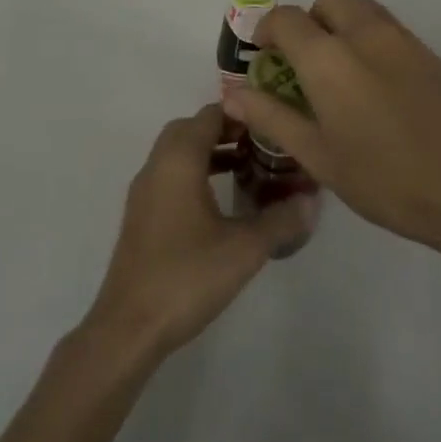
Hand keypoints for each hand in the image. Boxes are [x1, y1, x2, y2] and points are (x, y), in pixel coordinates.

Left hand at [81, 104, 313, 360]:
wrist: (129, 327)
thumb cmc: (187, 276)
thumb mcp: (244, 248)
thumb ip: (281, 219)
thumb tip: (311, 200)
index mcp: (179, 160)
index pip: (210, 115)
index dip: (242, 115)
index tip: (273, 125)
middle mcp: (157, 165)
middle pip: (191, 129)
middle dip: (226, 131)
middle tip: (260, 146)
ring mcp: (144, 191)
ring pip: (178, 153)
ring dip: (209, 152)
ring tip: (247, 169)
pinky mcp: (141, 215)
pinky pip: (170, 175)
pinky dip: (195, 173)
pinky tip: (220, 202)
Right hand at [222, 0, 440, 260]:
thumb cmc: (386, 180)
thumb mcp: (319, 156)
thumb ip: (272, 117)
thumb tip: (233, 94)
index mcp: (328, 57)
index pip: (286, 18)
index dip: (267, 31)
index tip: (265, 58)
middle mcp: (363, 33)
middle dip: (308, 19)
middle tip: (304, 62)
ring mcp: (401, 38)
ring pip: (361, 6)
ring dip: (341, 23)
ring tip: (340, 72)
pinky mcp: (428, 51)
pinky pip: (388, 26)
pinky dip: (369, 37)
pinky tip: (376, 85)